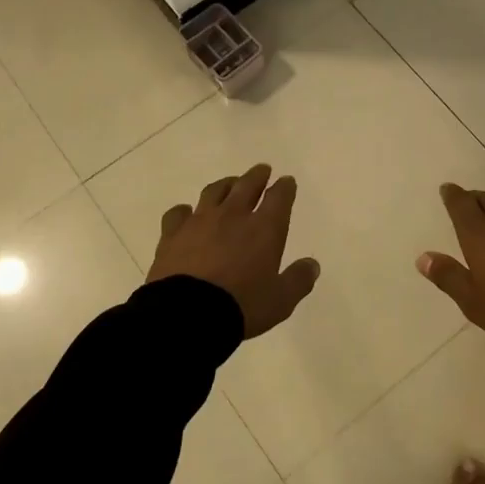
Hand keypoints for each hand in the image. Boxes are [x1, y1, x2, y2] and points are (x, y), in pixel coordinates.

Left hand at [148, 164, 319, 338]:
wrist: (187, 314)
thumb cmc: (242, 306)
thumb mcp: (281, 300)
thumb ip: (298, 280)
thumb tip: (312, 264)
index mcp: (264, 228)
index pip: (279, 197)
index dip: (285, 187)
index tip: (287, 181)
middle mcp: (233, 216)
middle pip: (247, 185)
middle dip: (257, 176)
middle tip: (262, 170)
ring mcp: (199, 221)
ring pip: (214, 192)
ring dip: (225, 185)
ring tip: (230, 184)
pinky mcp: (172, 234)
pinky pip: (178, 213)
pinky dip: (185, 210)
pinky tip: (186, 213)